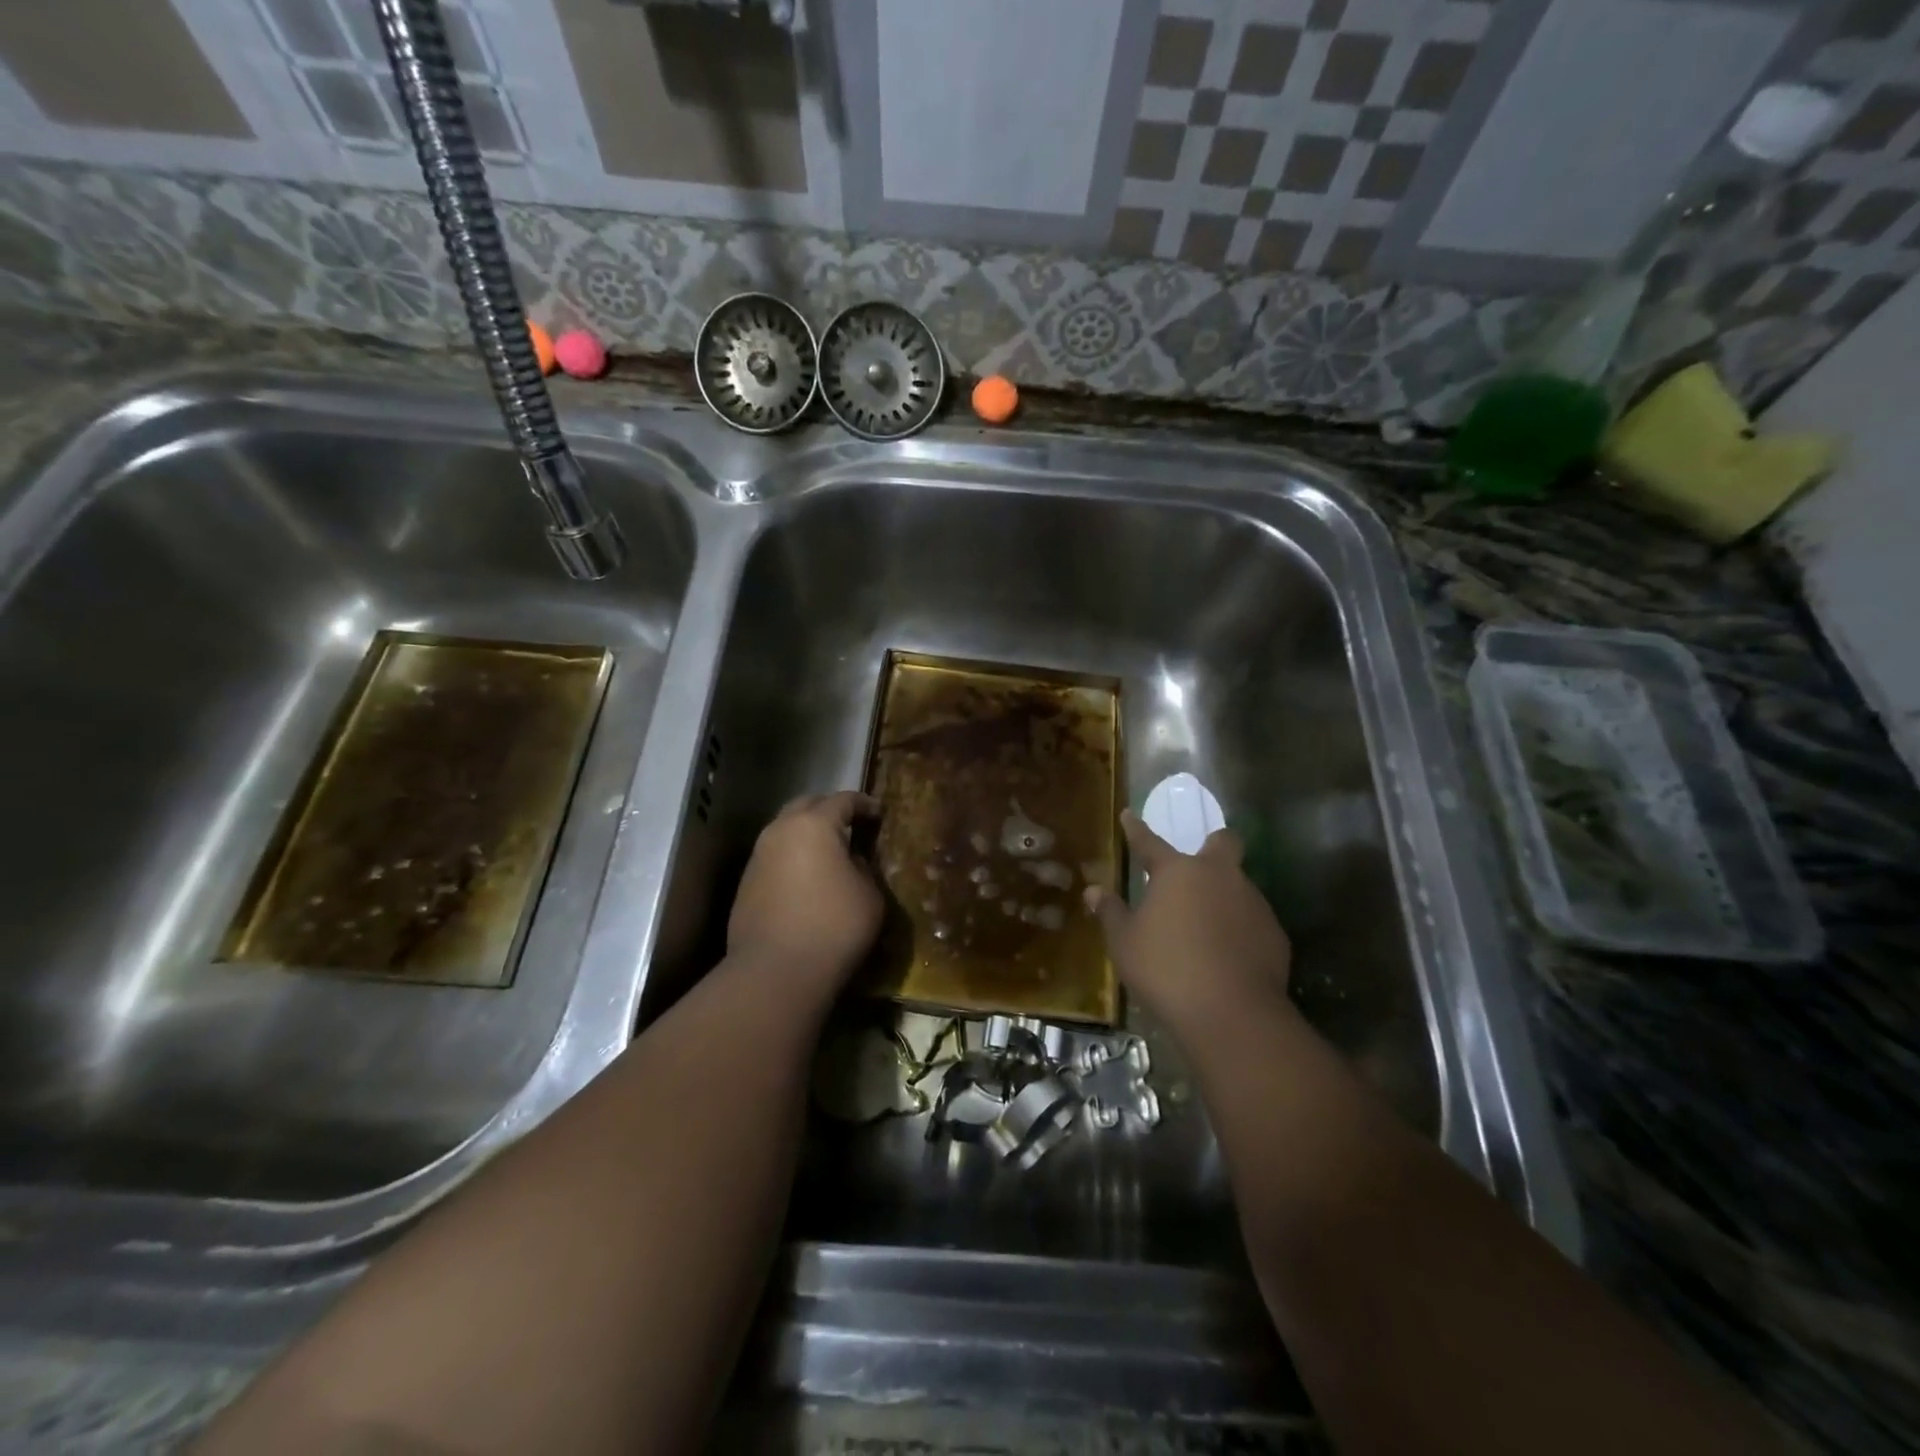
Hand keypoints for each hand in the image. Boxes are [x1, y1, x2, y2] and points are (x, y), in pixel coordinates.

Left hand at [728, 791, 883, 997]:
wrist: (775, 972)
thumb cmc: (834, 927)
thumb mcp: (869, 895)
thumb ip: (863, 868)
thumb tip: (850, 861)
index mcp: (814, 824)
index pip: (843, 800)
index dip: (864, 803)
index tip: (879, 813)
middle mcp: (780, 831)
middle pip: (806, 805)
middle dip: (829, 810)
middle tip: (851, 825)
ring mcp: (758, 857)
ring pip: (785, 831)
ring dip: (807, 835)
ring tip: (829, 853)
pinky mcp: (746, 884)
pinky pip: (775, 858)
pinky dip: (793, 859)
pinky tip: (807, 880)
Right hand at [1086, 809, 1294, 1037]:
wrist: (1232, 1014)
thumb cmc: (1166, 970)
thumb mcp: (1124, 943)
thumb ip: (1111, 912)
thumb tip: (1093, 891)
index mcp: (1178, 872)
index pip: (1150, 842)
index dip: (1136, 829)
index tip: (1128, 816)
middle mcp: (1220, 876)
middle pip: (1224, 843)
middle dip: (1213, 845)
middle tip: (1198, 865)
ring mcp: (1253, 903)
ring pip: (1239, 885)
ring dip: (1224, 896)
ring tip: (1205, 927)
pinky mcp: (1275, 934)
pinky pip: (1252, 921)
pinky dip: (1239, 930)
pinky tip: (1227, 955)